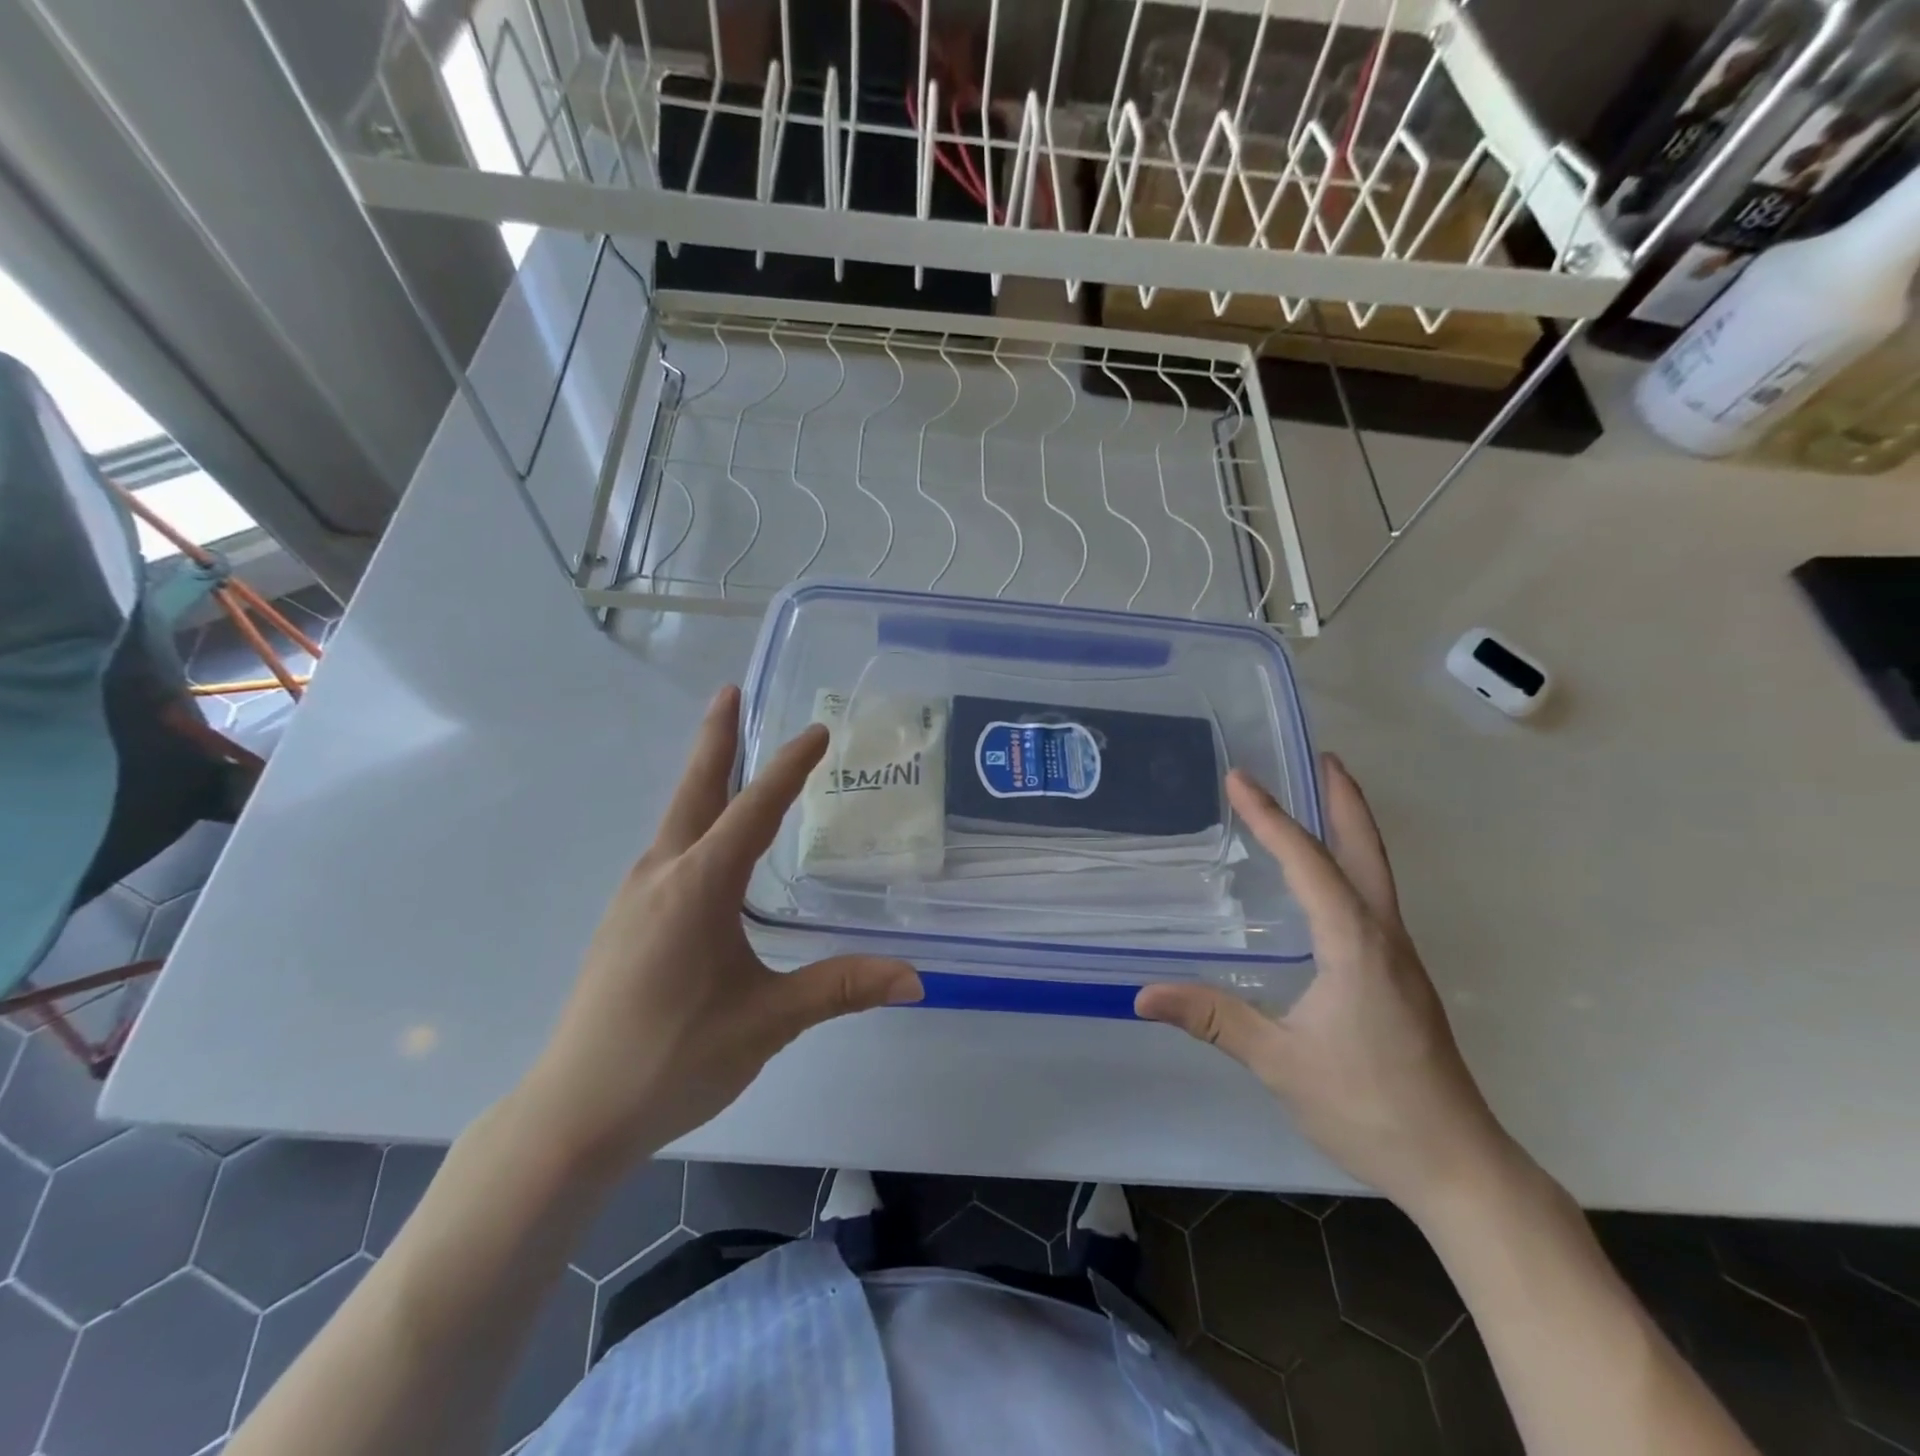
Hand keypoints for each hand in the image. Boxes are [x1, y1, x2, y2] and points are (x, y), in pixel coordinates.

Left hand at [516, 686, 922, 1166]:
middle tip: (730, 692)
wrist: (573, 1114)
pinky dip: (693, 822)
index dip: (789, 768)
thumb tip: (915, 978)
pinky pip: (668, 851)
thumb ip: (839, 989)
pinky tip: (707, 846)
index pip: (754, 810)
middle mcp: (661, 876)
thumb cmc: (673, 1058)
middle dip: (715, 739)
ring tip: (730, 759)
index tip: (818, 730)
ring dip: (704, 781)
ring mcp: (634, 898)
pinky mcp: (624, 922)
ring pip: (676, 820)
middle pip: (695, 791)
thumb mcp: (767, 1021)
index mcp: (697, 886)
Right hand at [1136, 755, 1514, 1216]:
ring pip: (1375, 874)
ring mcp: (1399, 956)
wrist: (1458, 1165)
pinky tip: (1329, 882)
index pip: (1308, 863)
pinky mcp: (1401, 977)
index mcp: (1355, 943)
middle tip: (1320, 757)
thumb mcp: (1280, 1062)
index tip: (1241, 778)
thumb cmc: (1369, 1107)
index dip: (1271, 818)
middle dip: (1342, 800)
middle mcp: (1383, 936)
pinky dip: (1350, 867)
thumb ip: (1214, 1019)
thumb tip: (1143, 994)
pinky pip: (1372, 900)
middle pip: (1365, 851)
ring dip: (1349, 830)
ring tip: (1322, 799)